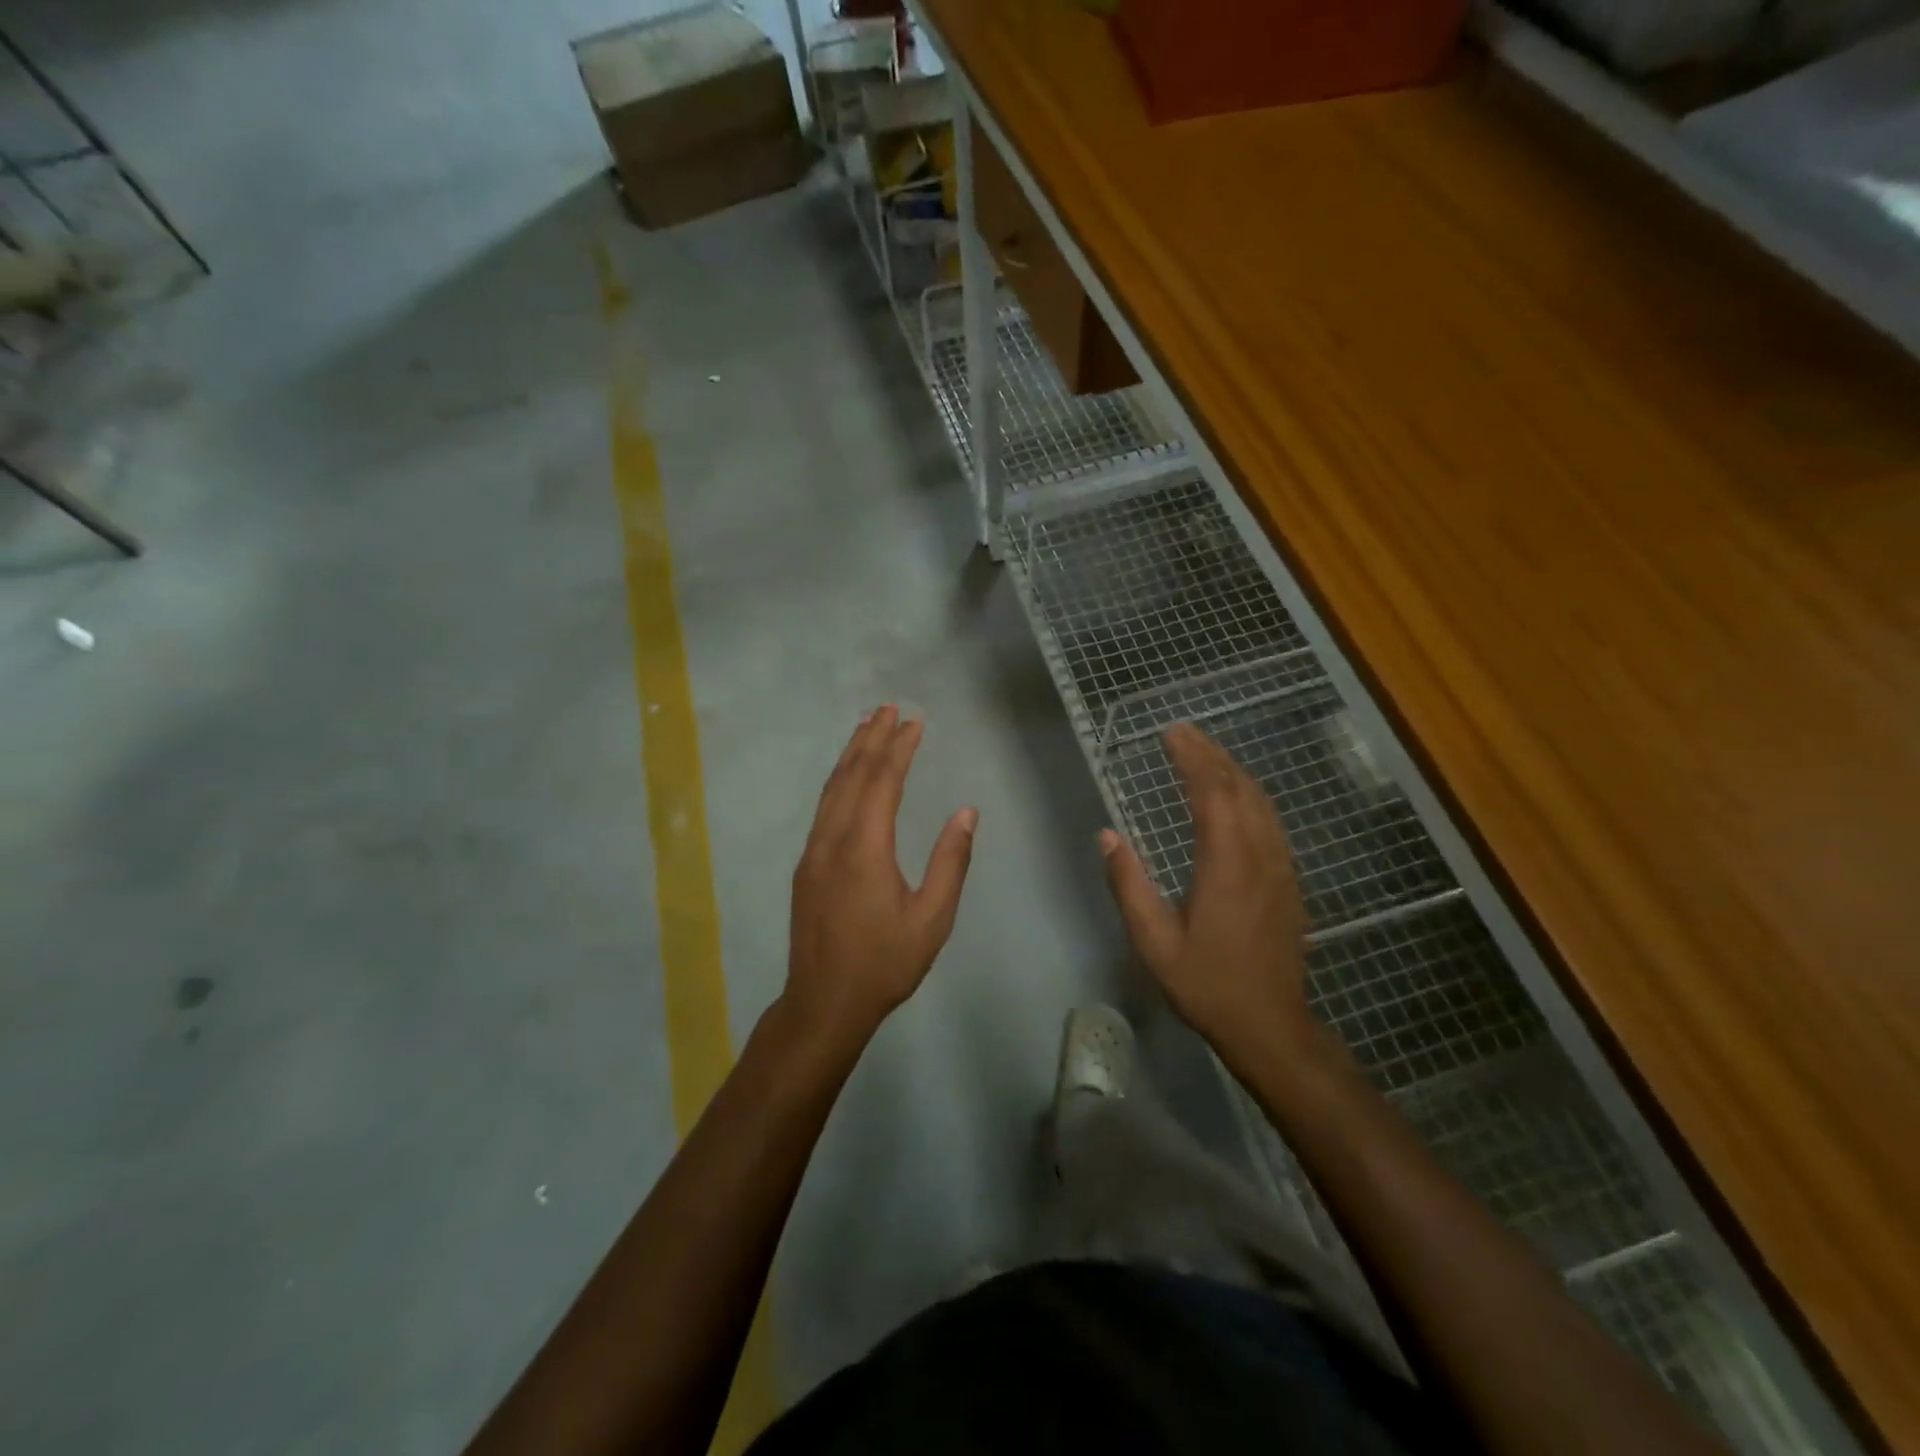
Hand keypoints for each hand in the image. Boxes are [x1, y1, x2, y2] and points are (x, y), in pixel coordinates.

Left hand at [785, 706, 977, 1043]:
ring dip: (850, 754)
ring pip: (831, 789)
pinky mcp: (806, 866)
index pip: (883, 782)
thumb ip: (950, 862)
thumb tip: (966, 812)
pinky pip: (823, 808)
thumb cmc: (884, 963)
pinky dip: (838, 780)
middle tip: (888, 707)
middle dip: (871, 738)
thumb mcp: (932, 918)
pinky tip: (847, 777)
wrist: (823, 1003)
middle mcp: (833, 840)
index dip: (899, 748)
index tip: (915, 722)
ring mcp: (813, 851)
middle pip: (851, 775)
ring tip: (866, 727)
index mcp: (865, 848)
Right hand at [1099, 722, 1312, 1061]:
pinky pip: (1270, 820)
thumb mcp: (1154, 942)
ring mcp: (1280, 866)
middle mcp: (1259, 855)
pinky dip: (1249, 793)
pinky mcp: (1288, 879)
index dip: (1192, 759)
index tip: (1171, 734)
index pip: (1212, 794)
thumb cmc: (1207, 984)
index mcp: (1226, 865)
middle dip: (1210, 754)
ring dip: (1232, 770)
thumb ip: (1129, 885)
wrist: (1270, 1025)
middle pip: (1239, 788)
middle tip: (1182, 732)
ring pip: (1260, 801)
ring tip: (1204, 752)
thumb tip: (1107, 836)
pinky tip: (1235, 794)